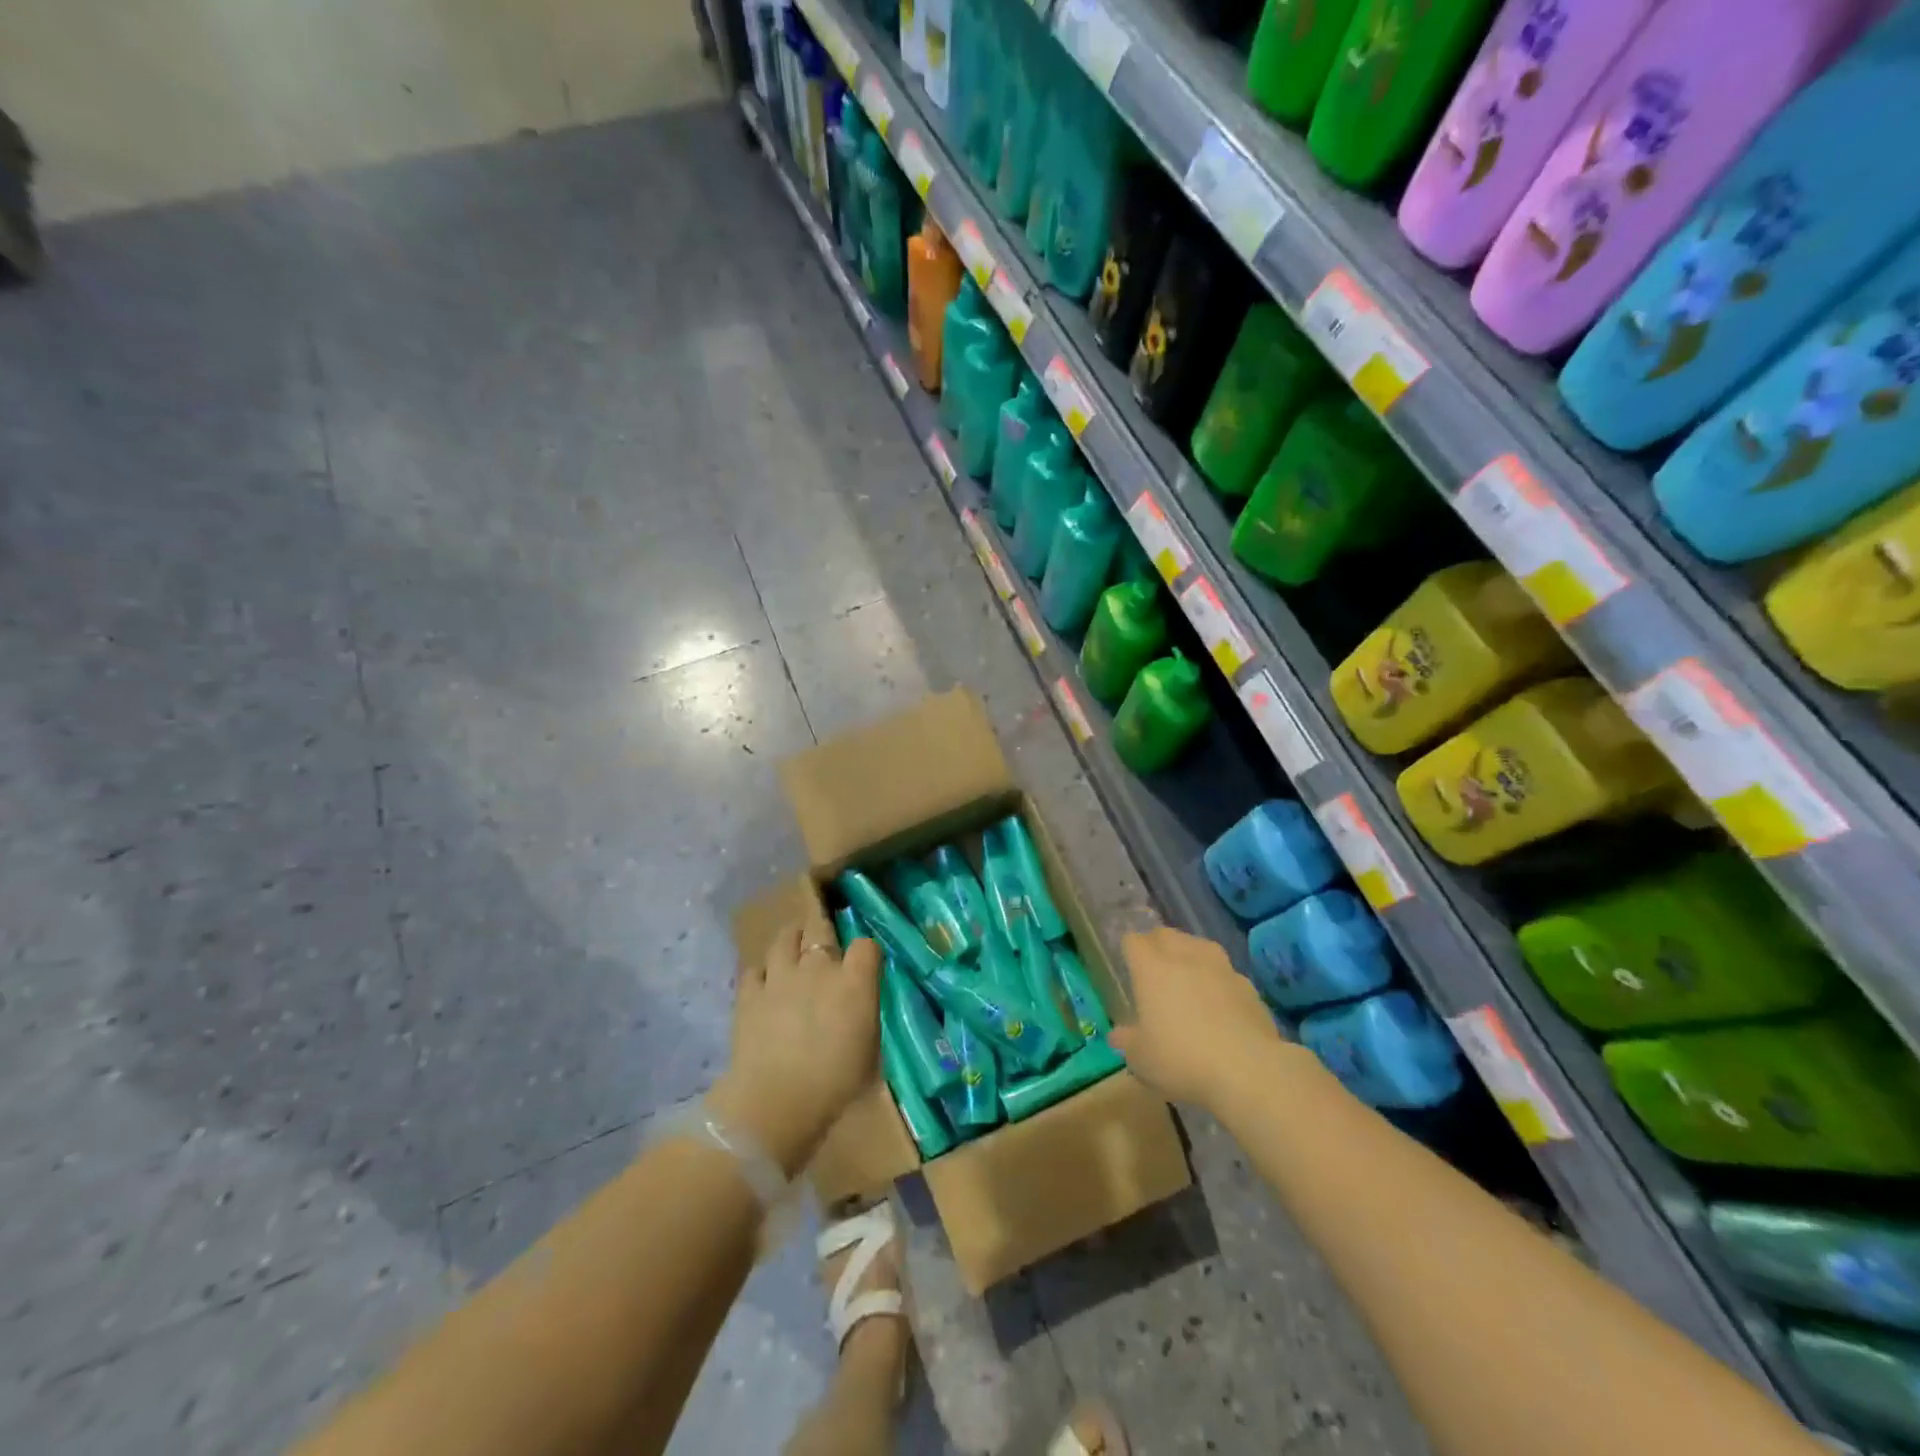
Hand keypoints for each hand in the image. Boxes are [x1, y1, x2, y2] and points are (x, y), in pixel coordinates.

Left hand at [712, 903, 881, 1175]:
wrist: (776, 1103)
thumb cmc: (834, 1086)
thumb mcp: (870, 1055)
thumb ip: (865, 1020)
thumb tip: (860, 1011)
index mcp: (854, 983)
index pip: (866, 945)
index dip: (865, 953)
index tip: (864, 965)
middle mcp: (818, 968)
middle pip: (821, 927)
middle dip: (823, 930)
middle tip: (823, 943)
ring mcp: (780, 976)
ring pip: (784, 939)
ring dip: (790, 940)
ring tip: (792, 949)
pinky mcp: (749, 993)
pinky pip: (755, 969)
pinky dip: (761, 974)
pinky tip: (764, 985)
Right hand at [1109, 927, 1282, 1109]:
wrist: (1248, 1070)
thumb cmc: (1182, 1060)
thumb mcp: (1141, 1059)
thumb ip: (1127, 1041)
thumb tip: (1119, 1035)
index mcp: (1152, 969)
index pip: (1133, 941)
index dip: (1128, 949)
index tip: (1127, 964)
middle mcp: (1185, 957)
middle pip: (1166, 934)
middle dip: (1157, 944)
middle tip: (1153, 968)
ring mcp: (1220, 968)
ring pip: (1199, 945)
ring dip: (1189, 954)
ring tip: (1187, 976)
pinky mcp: (1248, 985)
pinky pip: (1225, 972)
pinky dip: (1218, 979)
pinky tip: (1219, 1001)